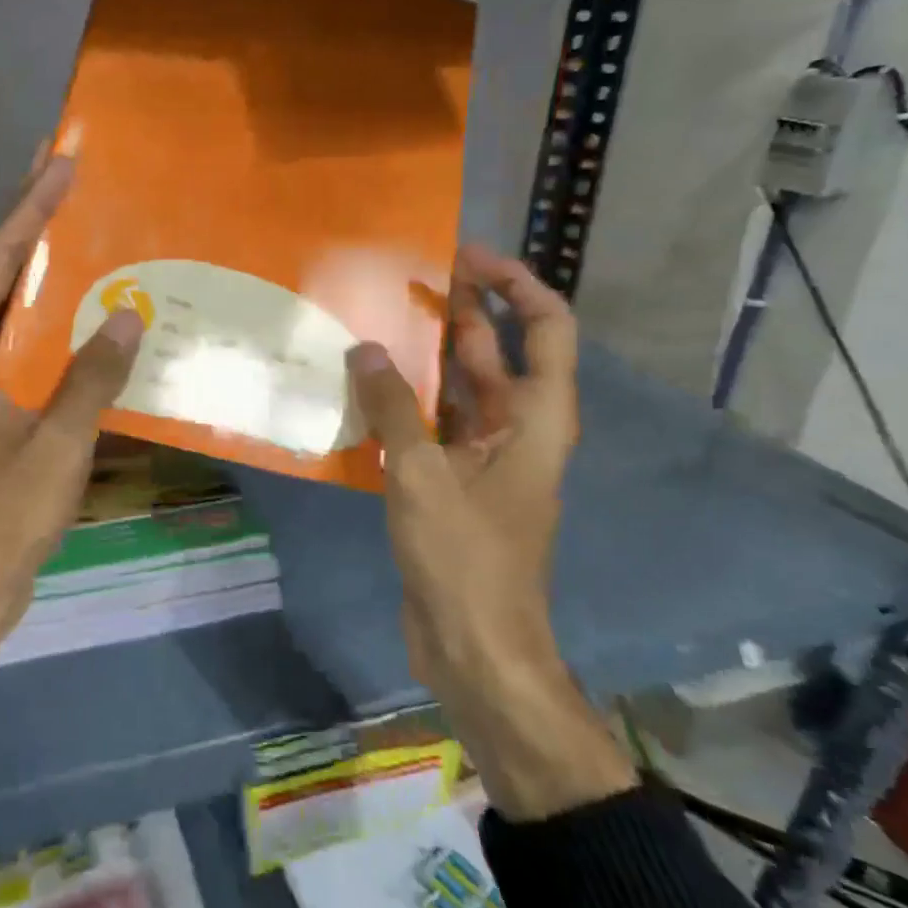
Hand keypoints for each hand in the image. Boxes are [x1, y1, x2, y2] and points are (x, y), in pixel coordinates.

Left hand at [0, 153, 144, 650]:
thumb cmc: (0, 516)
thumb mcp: (55, 443)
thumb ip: (91, 377)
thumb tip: (130, 316)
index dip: (28, 211)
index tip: (58, 165)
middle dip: (34, 231)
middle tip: (71, 183)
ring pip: (13, 317)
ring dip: (48, 280)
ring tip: (87, 234)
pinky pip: (26, 354)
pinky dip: (56, 331)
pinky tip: (92, 318)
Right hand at [343, 245, 578, 710]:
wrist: (476, 650)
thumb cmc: (466, 558)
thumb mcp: (424, 476)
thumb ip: (392, 408)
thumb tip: (363, 349)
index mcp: (536, 418)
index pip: (546, 327)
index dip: (515, 284)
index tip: (465, 257)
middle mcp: (518, 429)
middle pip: (494, 352)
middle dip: (457, 312)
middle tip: (403, 280)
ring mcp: (484, 458)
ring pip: (457, 390)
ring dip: (423, 358)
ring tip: (373, 323)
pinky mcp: (453, 484)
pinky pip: (430, 426)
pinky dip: (403, 404)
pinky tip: (361, 390)